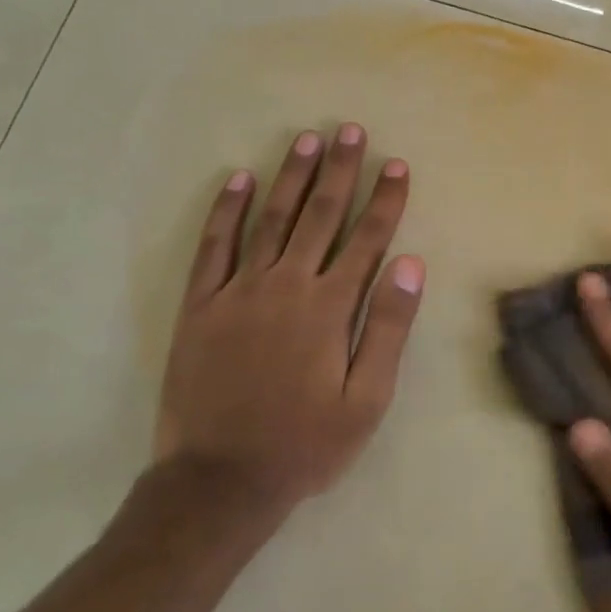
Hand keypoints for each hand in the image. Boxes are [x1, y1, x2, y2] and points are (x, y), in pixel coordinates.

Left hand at [154, 123, 424, 515]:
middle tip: (351, 131)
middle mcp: (286, 285)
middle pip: (320, 216)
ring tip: (307, 140)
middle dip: (340, 171)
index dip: (385, 200)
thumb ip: (388, 327)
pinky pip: (214, 246)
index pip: (366, 239)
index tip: (396, 165)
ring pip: (270, 219)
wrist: (220, 480)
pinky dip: (225, 210)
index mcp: (329, 308)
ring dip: (291, 177)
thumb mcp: (366, 398)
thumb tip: (410, 264)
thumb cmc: (306, 443)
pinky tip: (237, 179)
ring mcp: (238, 291)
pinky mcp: (200, 305)